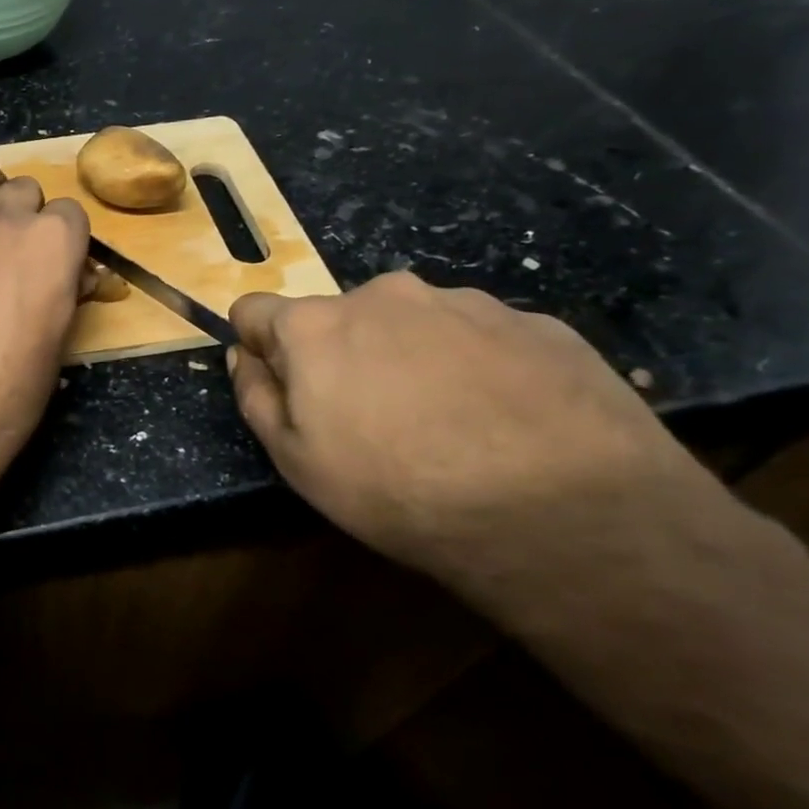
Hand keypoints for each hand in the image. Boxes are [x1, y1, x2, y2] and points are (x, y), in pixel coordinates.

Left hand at [0, 157, 87, 500]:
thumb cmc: (10, 393)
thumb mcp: (59, 343)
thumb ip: (65, 292)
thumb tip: (72, 275)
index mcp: (52, 241)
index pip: (71, 213)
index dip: (66, 242)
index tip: (58, 269)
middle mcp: (3, 220)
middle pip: (25, 189)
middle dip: (28, 218)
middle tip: (16, 259)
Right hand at [226, 271, 740, 608]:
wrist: (564, 514)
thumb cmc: (399, 490)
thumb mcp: (296, 461)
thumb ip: (256, 396)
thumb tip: (244, 356)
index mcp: (317, 324)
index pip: (255, 310)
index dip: (260, 348)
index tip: (286, 389)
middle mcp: (384, 294)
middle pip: (338, 317)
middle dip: (341, 355)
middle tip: (373, 419)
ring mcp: (465, 302)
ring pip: (411, 323)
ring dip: (410, 357)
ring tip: (450, 423)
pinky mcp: (536, 322)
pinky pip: (479, 337)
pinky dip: (475, 366)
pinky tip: (504, 420)